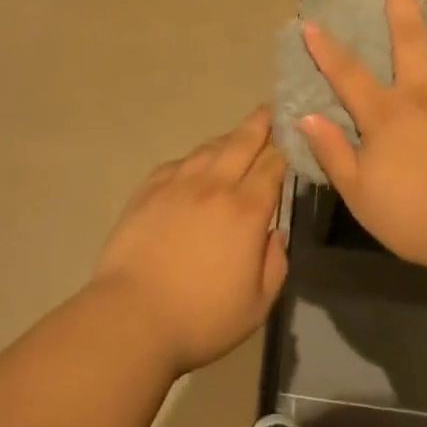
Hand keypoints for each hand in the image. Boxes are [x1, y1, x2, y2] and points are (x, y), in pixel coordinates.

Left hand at [91, 107, 288, 374]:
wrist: (131, 317)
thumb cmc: (202, 318)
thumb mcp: (258, 304)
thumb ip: (275, 263)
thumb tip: (274, 233)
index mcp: (246, 210)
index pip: (273, 165)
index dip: (286, 147)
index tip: (294, 134)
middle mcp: (214, 186)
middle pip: (242, 142)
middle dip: (260, 123)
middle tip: (270, 109)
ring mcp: (177, 184)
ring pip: (209, 149)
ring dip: (228, 139)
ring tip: (237, 136)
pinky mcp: (148, 191)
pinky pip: (178, 163)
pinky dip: (194, 159)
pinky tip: (196, 164)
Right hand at [298, 0, 426, 273]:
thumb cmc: (415, 214)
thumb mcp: (360, 193)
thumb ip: (333, 152)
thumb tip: (305, 117)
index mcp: (385, 115)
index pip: (347, 75)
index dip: (326, 49)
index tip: (311, 22)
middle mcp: (422, 93)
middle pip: (408, 38)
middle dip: (401, 1)